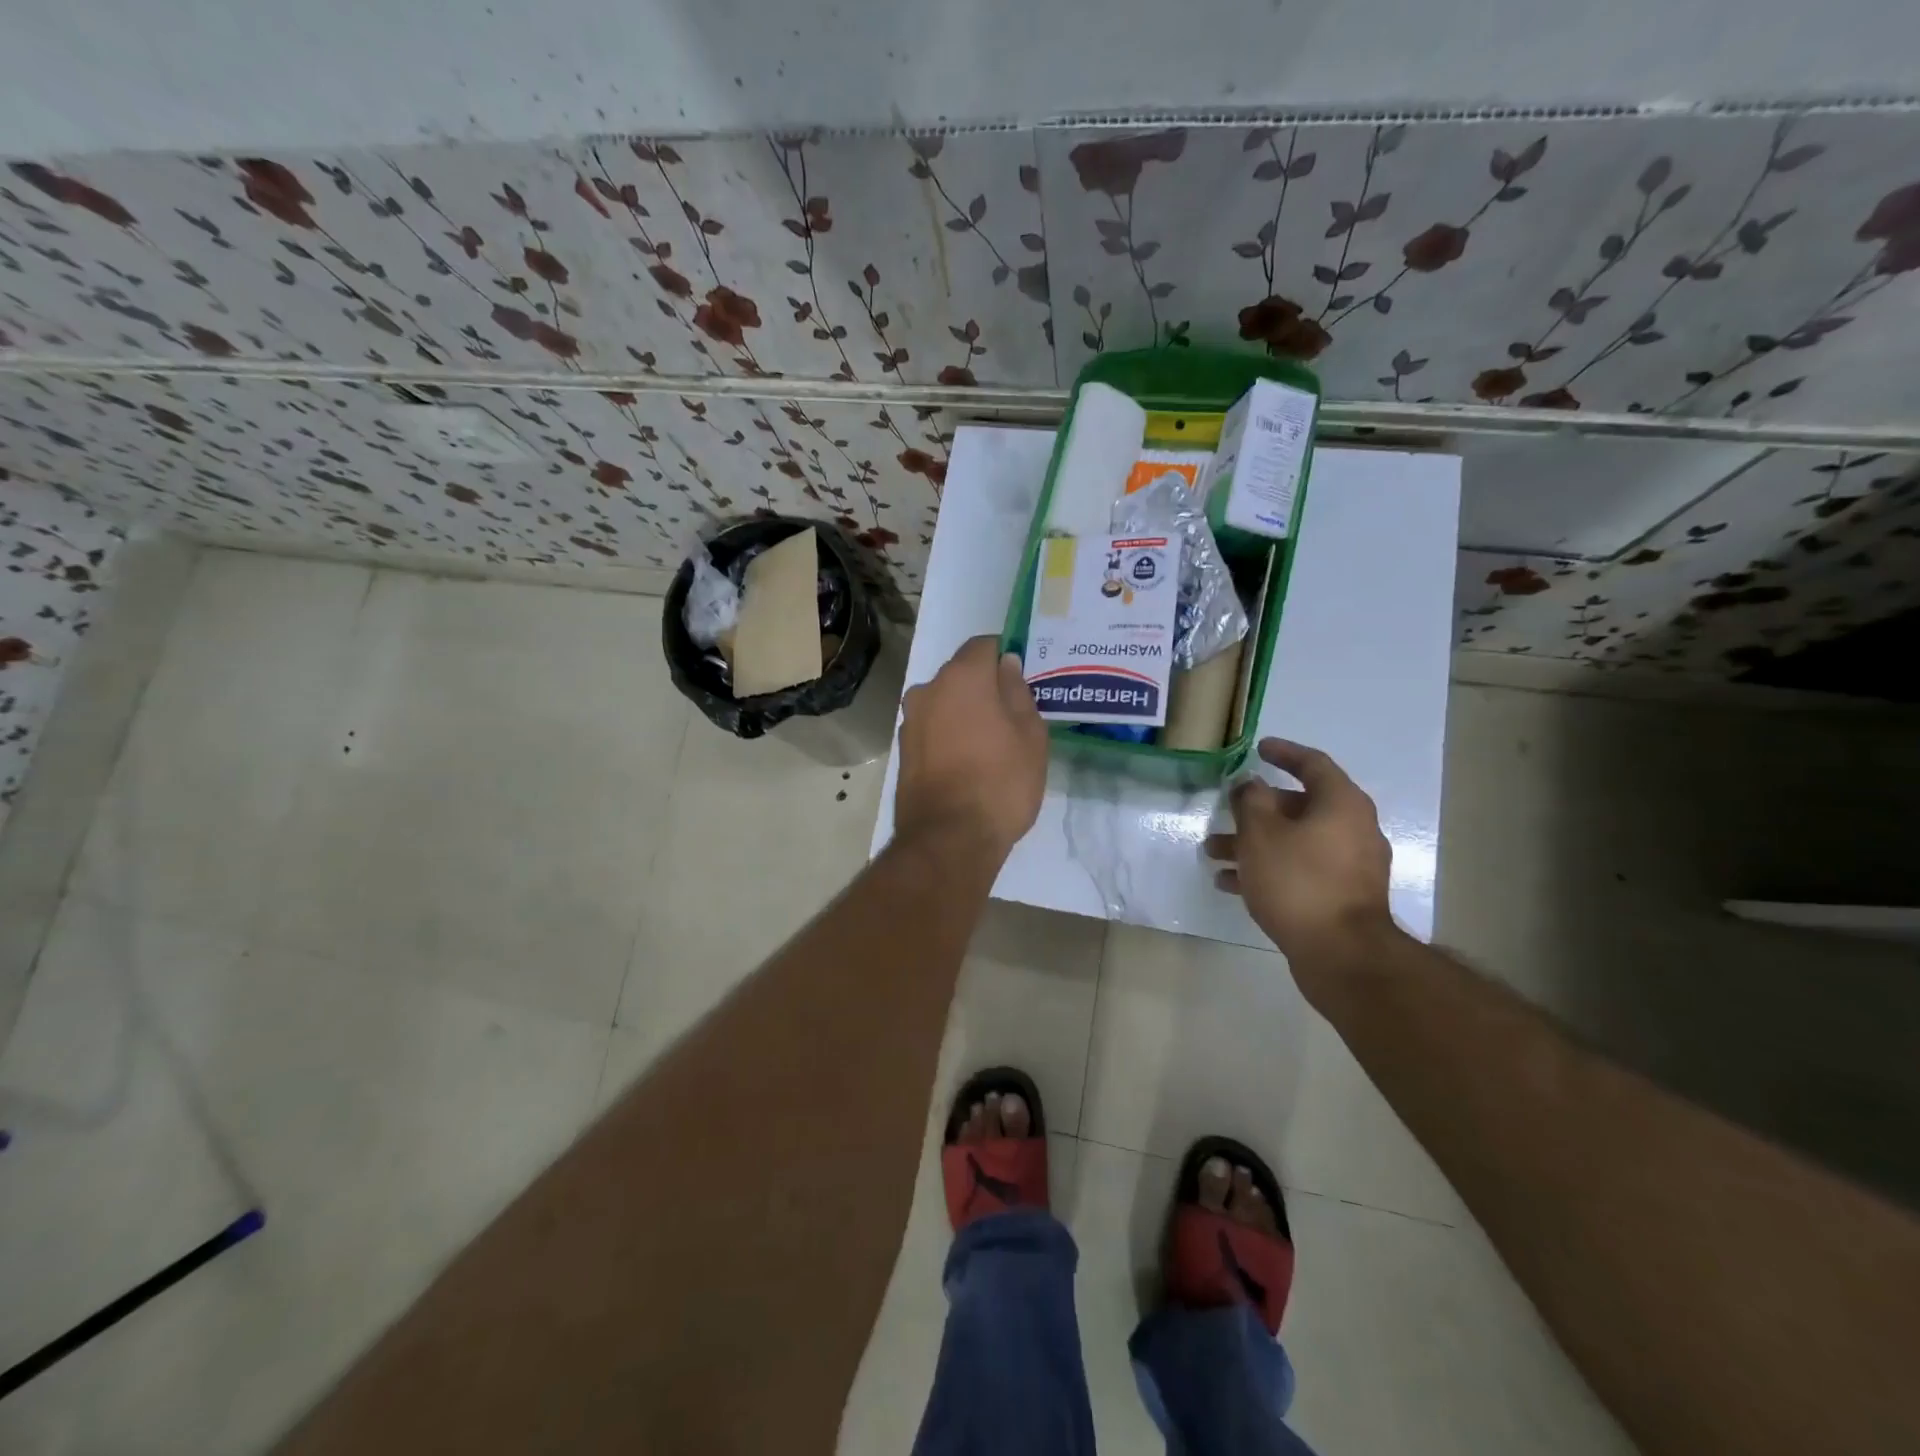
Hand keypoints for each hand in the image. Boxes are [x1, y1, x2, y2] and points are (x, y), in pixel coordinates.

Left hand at [895, 636, 1048, 858]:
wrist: (949, 839)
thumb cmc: (1000, 782)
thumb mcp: (1030, 735)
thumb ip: (1018, 692)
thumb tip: (1006, 665)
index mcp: (961, 677)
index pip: (984, 645)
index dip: (1005, 656)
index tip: (1023, 679)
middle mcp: (927, 690)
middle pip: (961, 675)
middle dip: (985, 687)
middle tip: (1013, 716)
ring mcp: (910, 722)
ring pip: (945, 704)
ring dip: (965, 714)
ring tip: (992, 745)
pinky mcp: (903, 752)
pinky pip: (933, 730)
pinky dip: (949, 736)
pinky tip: (969, 763)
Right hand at [1206, 738, 1394, 988]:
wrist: (1341, 954)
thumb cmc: (1299, 880)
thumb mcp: (1261, 833)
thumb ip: (1250, 801)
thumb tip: (1250, 784)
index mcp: (1341, 804)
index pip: (1313, 764)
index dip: (1283, 753)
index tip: (1258, 749)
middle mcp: (1352, 829)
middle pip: (1299, 806)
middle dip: (1255, 810)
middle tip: (1224, 812)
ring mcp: (1349, 866)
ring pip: (1294, 841)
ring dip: (1254, 843)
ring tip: (1214, 853)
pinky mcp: (1340, 897)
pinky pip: (1299, 870)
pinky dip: (1268, 870)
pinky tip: (1230, 883)